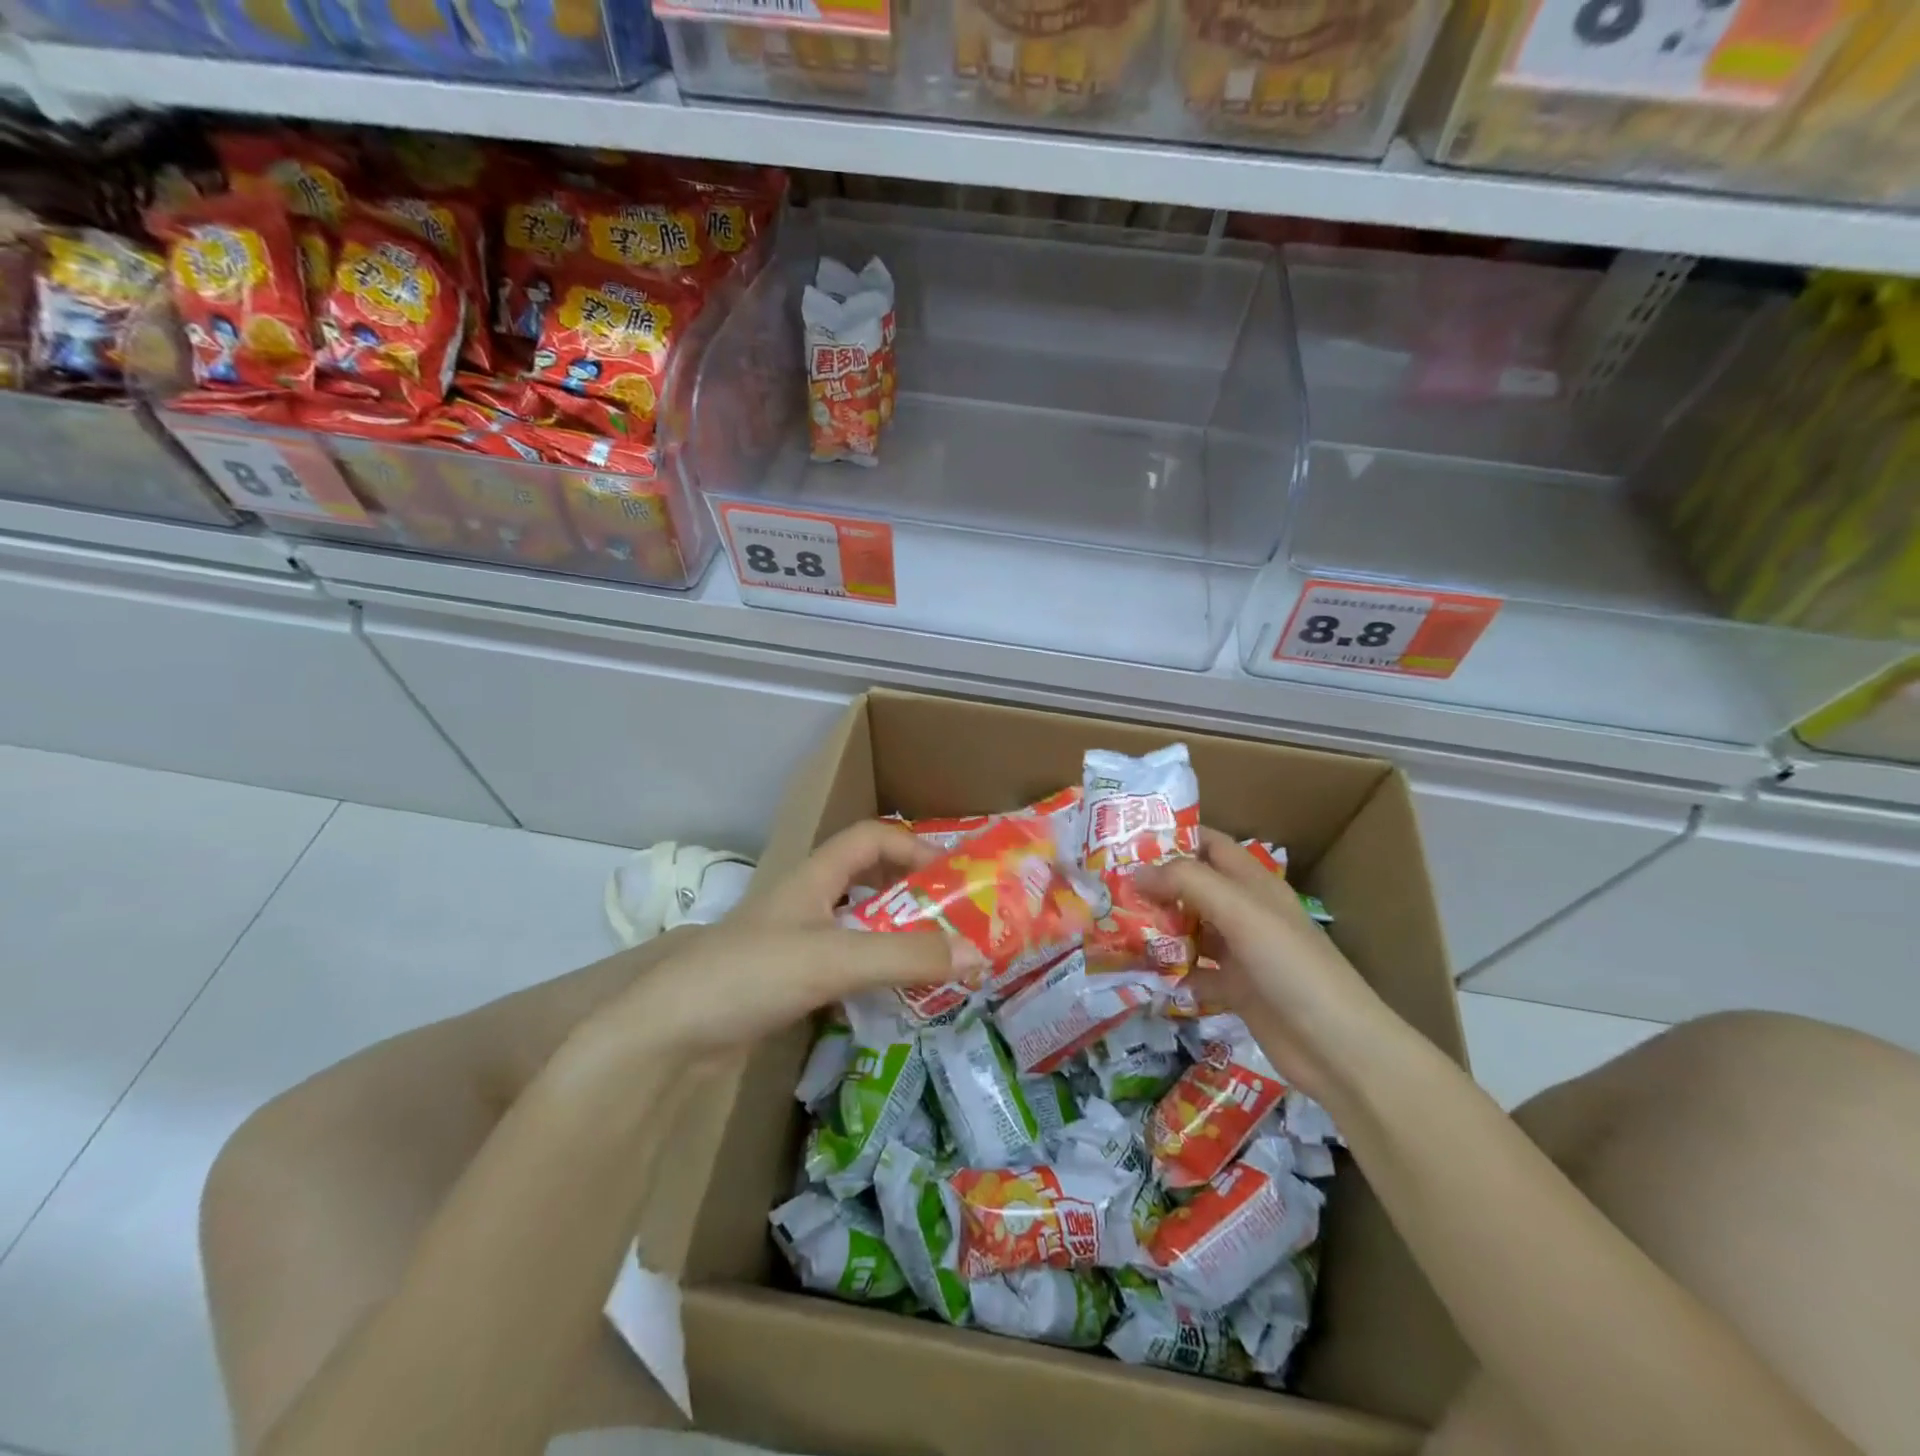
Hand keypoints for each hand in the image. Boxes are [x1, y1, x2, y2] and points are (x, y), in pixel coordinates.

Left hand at [609, 821, 970, 1053]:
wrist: (667, 1037)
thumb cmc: (749, 975)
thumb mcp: (834, 958)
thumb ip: (905, 957)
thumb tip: (980, 955)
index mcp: (813, 878)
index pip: (870, 837)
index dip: (912, 847)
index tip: (952, 878)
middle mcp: (805, 904)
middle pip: (867, 882)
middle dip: (912, 898)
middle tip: (955, 925)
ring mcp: (794, 946)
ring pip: (857, 929)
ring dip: (895, 940)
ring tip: (937, 965)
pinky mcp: (786, 985)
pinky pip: (843, 969)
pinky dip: (872, 976)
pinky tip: (892, 1000)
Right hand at [1137, 828, 1397, 1099]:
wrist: (1338, 1048)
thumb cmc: (1291, 966)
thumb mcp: (1240, 912)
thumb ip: (1187, 883)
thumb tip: (1136, 872)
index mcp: (1253, 883)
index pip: (1209, 844)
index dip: (1173, 836)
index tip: (1126, 840)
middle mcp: (1245, 912)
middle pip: (1193, 887)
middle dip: (1154, 885)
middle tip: (1107, 887)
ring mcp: (1241, 952)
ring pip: (1189, 929)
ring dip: (1157, 928)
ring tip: (1112, 926)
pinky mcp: (1235, 990)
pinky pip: (1193, 972)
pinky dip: (1169, 971)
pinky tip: (1139, 974)